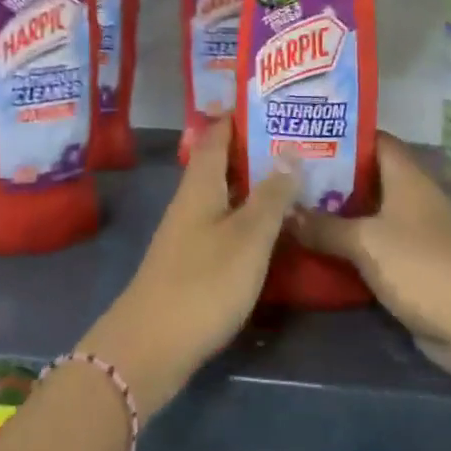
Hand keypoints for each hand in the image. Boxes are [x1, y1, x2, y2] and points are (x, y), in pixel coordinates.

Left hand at [78, 115, 297, 413]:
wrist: (151, 347)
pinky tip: (275, 226)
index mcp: (201, 183)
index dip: (241, 114)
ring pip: (226, 192)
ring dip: (256, 183)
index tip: (274, 102)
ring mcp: (190, 231)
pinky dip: (250, 214)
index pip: (217, 132)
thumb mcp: (248, 237)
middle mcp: (192, 199)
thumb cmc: (203, 283)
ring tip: (297, 177)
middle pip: (223, 161)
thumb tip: (290, 151)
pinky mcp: (193, 259)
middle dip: (257, 148)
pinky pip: (226, 221)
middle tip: (300, 139)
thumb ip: (271, 195)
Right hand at [289, 134, 450, 383]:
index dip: (341, 135)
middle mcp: (409, 197)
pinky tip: (313, 250)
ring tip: (290, 208)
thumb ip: (324, 226)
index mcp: (406, 176)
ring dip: (334, 215)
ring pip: (366, 214)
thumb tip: (286, 211)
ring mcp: (411, 233)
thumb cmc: (423, 266)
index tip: (303, 134)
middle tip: (285, 175)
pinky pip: (371, 247)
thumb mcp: (366, 242)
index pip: (373, 139)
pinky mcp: (409, 267)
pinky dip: (346, 247)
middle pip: (365, 177)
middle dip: (329, 177)